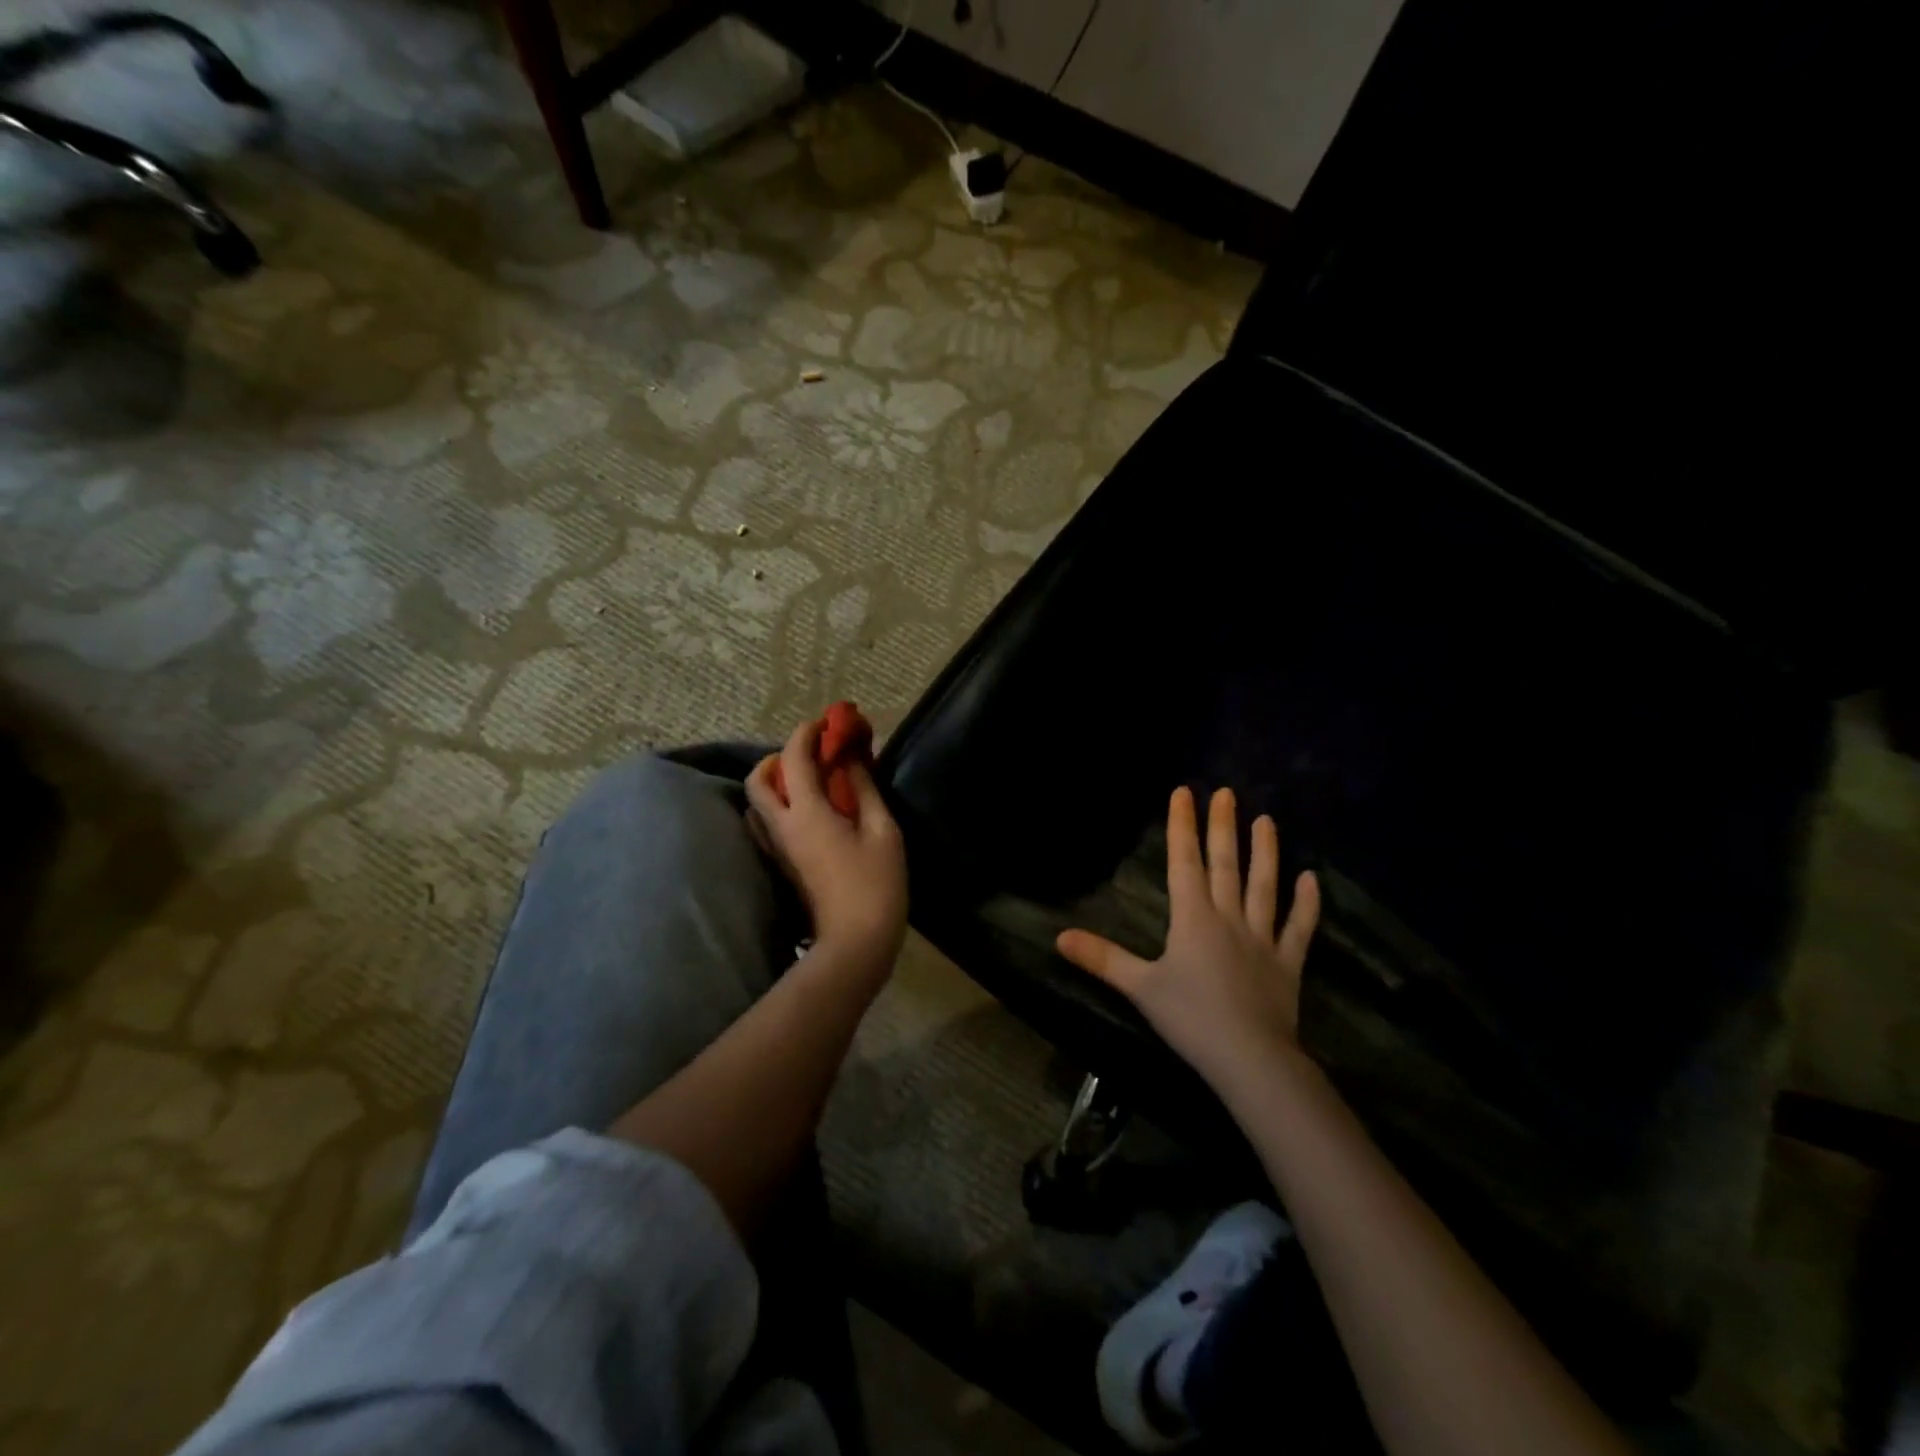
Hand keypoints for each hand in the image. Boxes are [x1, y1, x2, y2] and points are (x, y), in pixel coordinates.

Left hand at [745, 719, 907, 974]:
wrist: (855, 941)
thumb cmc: (877, 883)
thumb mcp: (882, 830)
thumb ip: (864, 789)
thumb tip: (850, 759)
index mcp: (807, 813)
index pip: (792, 758)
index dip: (806, 733)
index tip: (825, 723)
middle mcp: (782, 827)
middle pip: (758, 779)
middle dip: (779, 757)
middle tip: (811, 754)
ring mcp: (777, 848)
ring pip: (757, 804)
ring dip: (775, 782)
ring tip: (808, 781)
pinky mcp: (782, 865)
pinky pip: (766, 824)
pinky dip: (779, 805)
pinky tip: (808, 810)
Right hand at [1057, 787, 1319, 1091]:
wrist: (1250, 1059)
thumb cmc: (1190, 1019)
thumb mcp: (1139, 987)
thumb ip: (1102, 958)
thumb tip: (1059, 937)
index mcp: (1192, 918)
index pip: (1184, 862)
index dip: (1181, 826)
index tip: (1183, 792)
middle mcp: (1228, 917)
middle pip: (1225, 864)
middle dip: (1222, 827)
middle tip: (1226, 793)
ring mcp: (1262, 938)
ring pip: (1263, 886)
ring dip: (1265, 852)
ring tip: (1266, 820)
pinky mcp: (1288, 963)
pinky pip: (1299, 927)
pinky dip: (1306, 904)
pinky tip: (1310, 879)